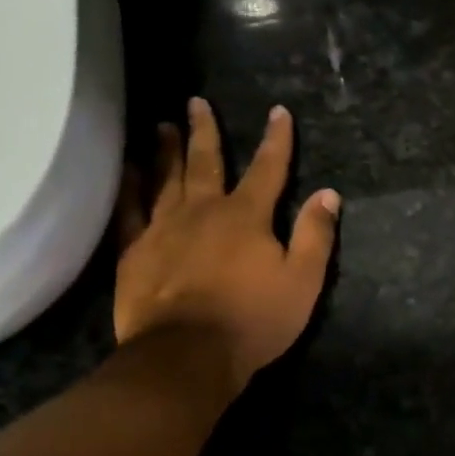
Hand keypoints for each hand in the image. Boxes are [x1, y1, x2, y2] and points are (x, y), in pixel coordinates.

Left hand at [113, 99, 339, 386]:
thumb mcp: (302, 281)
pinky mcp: (135, 251)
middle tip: (196, 101)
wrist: (188, 354)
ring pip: (165, 179)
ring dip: (166, 151)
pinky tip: (126, 170)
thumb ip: (315, 235)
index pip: (268, 169)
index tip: (278, 112)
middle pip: (206, 162)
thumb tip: (328, 194)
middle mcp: (203, 210)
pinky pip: (129, 209)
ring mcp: (164, 228)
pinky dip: (128, 186)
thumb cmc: (254, 319)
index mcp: (247, 216)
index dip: (276, 140)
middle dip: (206, 131)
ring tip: (163, 125)